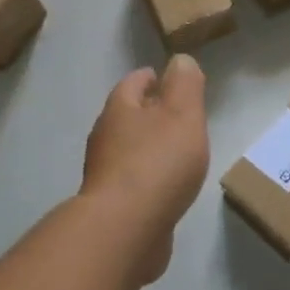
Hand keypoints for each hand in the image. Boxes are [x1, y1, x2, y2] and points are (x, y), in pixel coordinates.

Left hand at [81, 56, 209, 262]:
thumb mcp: (182, 114)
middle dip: (149, 112)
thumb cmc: (157, 163)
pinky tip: (165, 187)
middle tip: (177, 115)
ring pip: (128, 149)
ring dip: (148, 146)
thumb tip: (180, 60)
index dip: (151, 77)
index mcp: (119, 109)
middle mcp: (105, 137)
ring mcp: (104, 173)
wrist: (125, 229)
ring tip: (175, 151)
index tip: (167, 78)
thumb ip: (185, 85)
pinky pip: (132, 181)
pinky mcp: (111, 204)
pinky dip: (147, 177)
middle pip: (127, 115)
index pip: (133, 83)